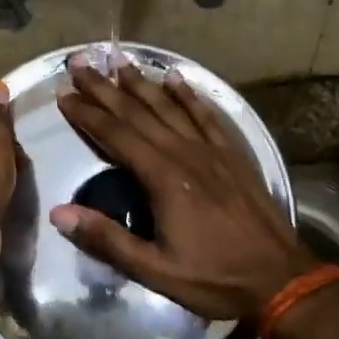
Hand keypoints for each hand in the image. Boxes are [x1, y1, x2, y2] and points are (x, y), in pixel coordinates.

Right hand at [49, 54, 320, 320]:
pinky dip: (189, 95)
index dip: (88, 114)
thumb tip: (59, 213)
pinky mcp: (233, 155)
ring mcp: (212, 151)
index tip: (64, 93)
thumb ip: (107, 240)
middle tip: (80, 63)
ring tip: (119, 61)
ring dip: (142, 83)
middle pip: (139, 112)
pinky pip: (206, 116)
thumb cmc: (214, 278)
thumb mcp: (155, 270)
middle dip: (106, 87)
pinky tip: (176, 79)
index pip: (116, 136)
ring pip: (171, 107)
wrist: (280, 278)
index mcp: (163, 178)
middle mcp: (185, 153)